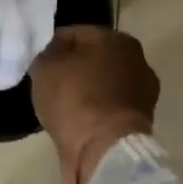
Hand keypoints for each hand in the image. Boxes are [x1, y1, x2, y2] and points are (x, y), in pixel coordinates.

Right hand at [29, 26, 159, 183]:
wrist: (105, 149)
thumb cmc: (75, 98)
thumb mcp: (45, 67)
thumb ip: (47, 55)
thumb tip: (54, 56)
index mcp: (116, 38)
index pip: (76, 34)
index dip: (53, 47)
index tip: (39, 64)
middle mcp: (137, 60)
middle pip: (94, 59)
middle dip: (74, 69)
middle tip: (50, 84)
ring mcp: (143, 93)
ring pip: (103, 85)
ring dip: (86, 92)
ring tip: (62, 106)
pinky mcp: (141, 122)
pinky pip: (109, 109)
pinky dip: (95, 113)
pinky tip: (78, 123)